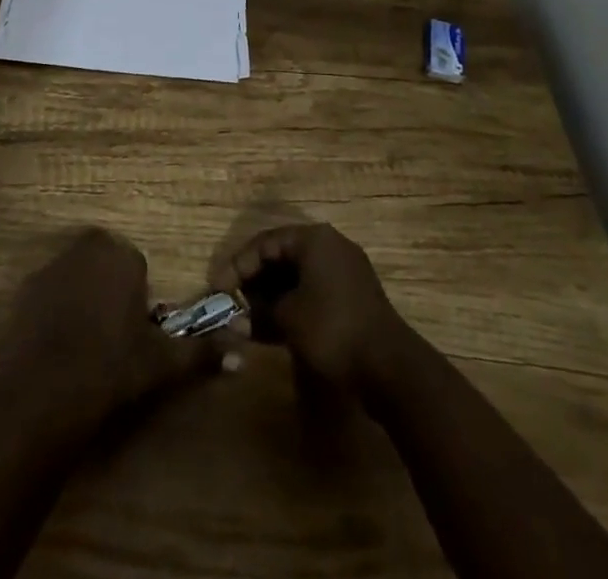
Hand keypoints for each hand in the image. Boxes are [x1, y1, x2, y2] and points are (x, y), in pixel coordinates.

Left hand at [0, 227, 222, 436]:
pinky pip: (49, 293)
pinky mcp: (26, 287)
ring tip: (84, 346)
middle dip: (110, 292)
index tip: (134, 334)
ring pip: (77, 277)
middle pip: (106, 266)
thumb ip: (202, 352)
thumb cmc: (112, 366)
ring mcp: (52, 264)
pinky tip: (57, 346)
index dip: (137, 302)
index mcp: (122, 255)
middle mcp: (87, 247)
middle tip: (112, 339)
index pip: (137, 268)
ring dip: (82, 299)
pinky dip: (55, 311)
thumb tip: (243, 356)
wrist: (45, 387)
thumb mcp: (162, 362)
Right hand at [210, 222, 410, 393]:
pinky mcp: (353, 296)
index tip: (217, 288)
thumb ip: (259, 312)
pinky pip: (313, 289)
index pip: (265, 242)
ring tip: (249, 316)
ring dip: (272, 294)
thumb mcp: (288, 319)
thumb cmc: (332, 330)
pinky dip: (292, 302)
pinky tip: (276, 325)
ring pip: (297, 274)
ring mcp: (345, 270)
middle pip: (281, 255)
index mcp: (314, 239)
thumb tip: (238, 320)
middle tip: (232, 301)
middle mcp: (330, 245)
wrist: (391, 368)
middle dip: (254, 279)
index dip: (238, 265)